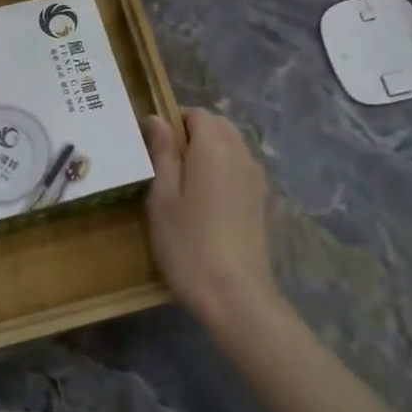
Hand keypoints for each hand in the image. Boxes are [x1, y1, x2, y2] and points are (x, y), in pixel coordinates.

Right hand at [141, 108, 280, 328]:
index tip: (151, 145)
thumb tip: (156, 118)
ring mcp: (255, 178)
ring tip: (181, 182)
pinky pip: (238, 167)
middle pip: (217, 126)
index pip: (196, 114)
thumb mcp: (163, 197)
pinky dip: (221, 170)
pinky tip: (203, 200)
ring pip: (230, 146)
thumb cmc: (188, 243)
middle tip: (162, 163)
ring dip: (207, 151)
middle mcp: (240, 153)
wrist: (236, 296)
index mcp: (215, 146)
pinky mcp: (260, 200)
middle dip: (191, 133)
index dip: (172, 121)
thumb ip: (162, 153)